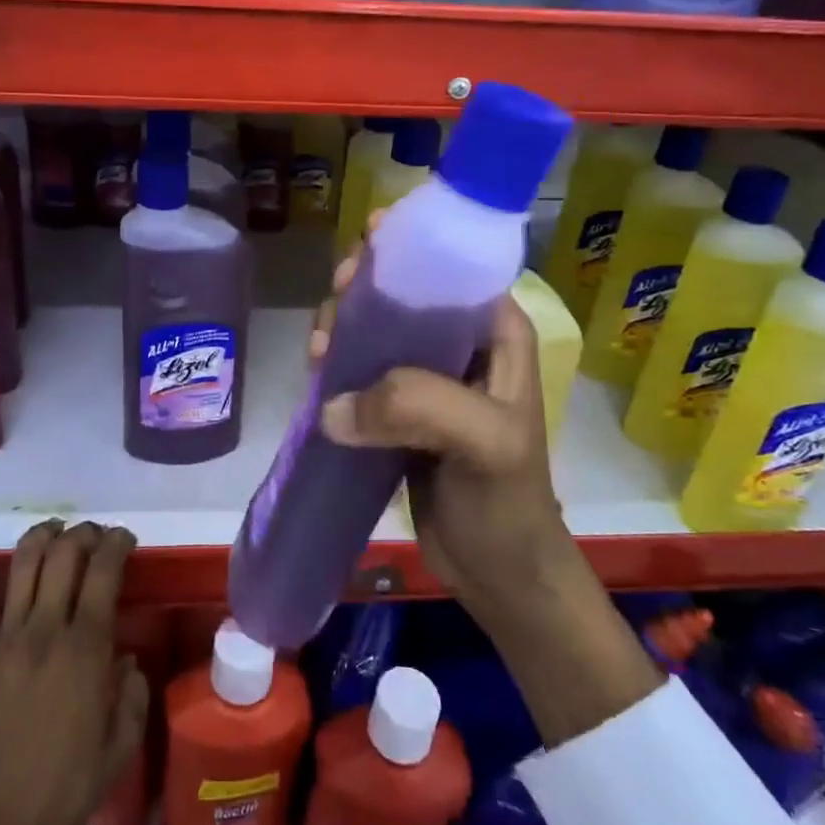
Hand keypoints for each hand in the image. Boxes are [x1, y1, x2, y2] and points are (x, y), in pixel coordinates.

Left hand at [0, 520, 149, 824]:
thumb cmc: (65, 788)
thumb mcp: (121, 746)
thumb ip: (133, 694)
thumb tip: (127, 660)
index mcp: (86, 647)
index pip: (104, 571)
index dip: (117, 543)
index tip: (127, 539)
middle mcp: (46, 628)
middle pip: (65, 554)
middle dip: (85, 533)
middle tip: (97, 536)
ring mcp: (7, 637)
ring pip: (24, 563)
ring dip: (43, 535)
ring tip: (57, 529)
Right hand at [310, 237, 564, 613]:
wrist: (497, 574)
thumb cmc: (506, 501)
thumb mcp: (483, 443)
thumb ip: (418, 405)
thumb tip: (333, 405)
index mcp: (496, 331)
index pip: (450, 267)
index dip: (405, 251)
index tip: (361, 256)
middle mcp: (460, 342)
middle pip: (402, 291)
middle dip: (363, 291)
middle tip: (335, 312)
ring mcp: (426, 376)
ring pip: (375, 328)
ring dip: (342, 328)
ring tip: (320, 352)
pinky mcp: (397, 408)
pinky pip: (359, 369)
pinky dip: (335, 365)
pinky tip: (317, 372)